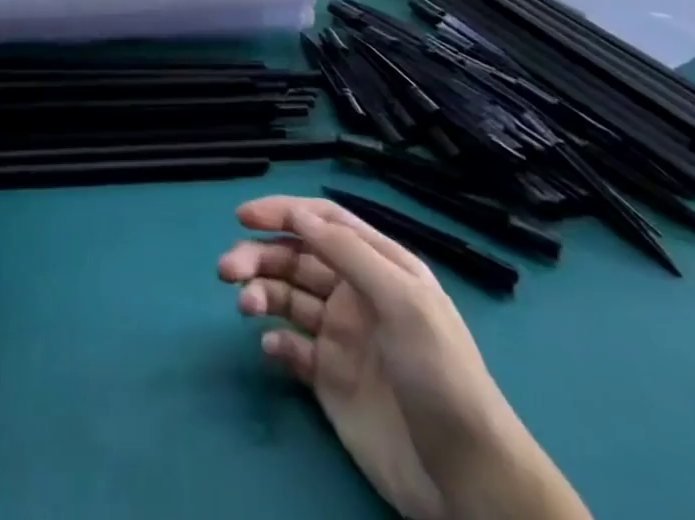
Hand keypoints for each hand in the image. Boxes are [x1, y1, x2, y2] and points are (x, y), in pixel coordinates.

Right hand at [219, 196, 586, 519]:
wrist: (467, 481)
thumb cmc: (440, 376)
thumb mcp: (403, 302)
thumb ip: (348, 253)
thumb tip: (298, 214)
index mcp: (380, 267)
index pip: (324, 222)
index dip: (284, 213)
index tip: (245, 217)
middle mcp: (357, 293)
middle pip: (297, 258)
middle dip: (260, 255)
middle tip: (227, 269)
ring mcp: (342, 336)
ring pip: (287, 298)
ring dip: (260, 292)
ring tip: (243, 305)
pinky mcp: (330, 379)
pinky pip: (291, 347)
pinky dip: (275, 340)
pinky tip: (271, 349)